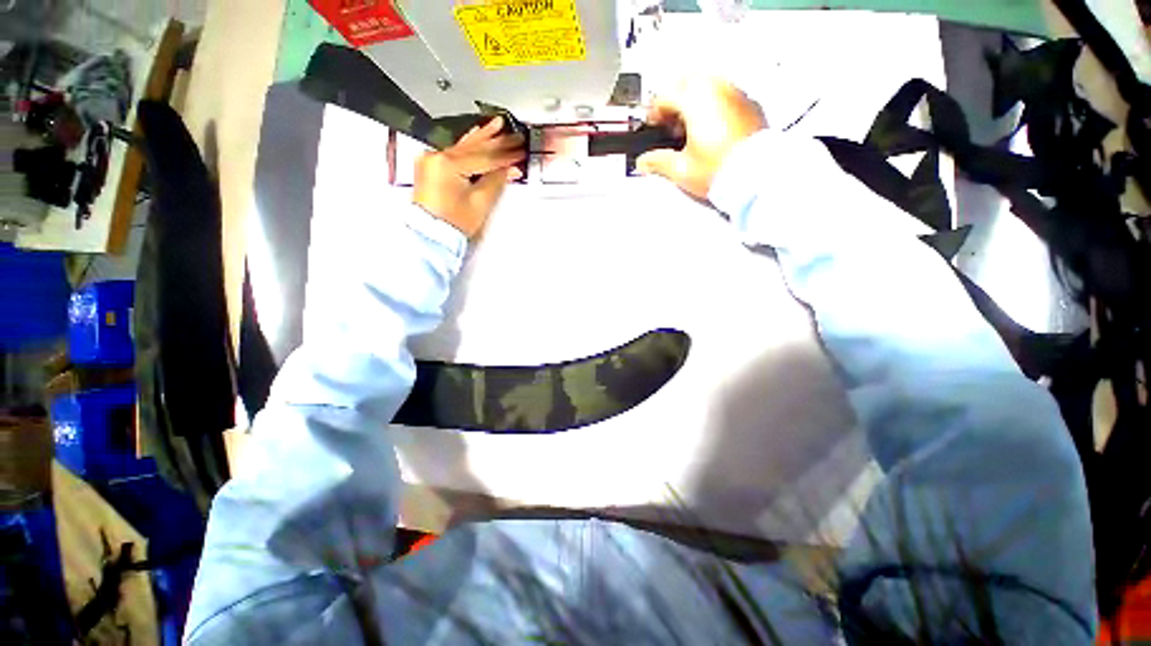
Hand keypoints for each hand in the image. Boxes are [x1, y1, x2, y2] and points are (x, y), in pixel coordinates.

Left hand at [414, 117, 525, 237]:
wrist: (431, 235)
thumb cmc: (452, 223)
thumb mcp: (480, 202)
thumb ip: (496, 181)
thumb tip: (510, 169)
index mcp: (448, 164)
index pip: (485, 157)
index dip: (505, 155)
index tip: (520, 151)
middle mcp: (437, 156)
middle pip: (474, 147)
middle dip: (497, 142)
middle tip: (515, 135)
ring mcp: (431, 160)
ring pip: (464, 145)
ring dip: (483, 137)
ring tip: (497, 125)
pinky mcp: (431, 166)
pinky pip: (453, 150)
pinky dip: (467, 144)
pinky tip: (475, 134)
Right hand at [637, 78, 766, 198]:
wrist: (756, 177)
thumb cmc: (720, 170)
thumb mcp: (681, 169)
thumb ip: (658, 162)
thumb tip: (644, 162)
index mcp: (696, 99)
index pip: (665, 96)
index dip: (653, 113)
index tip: (652, 127)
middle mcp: (717, 89)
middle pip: (687, 82)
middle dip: (674, 100)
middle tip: (670, 125)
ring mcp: (736, 94)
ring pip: (708, 84)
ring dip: (694, 101)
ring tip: (690, 130)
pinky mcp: (750, 105)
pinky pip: (725, 94)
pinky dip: (713, 105)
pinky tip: (710, 130)